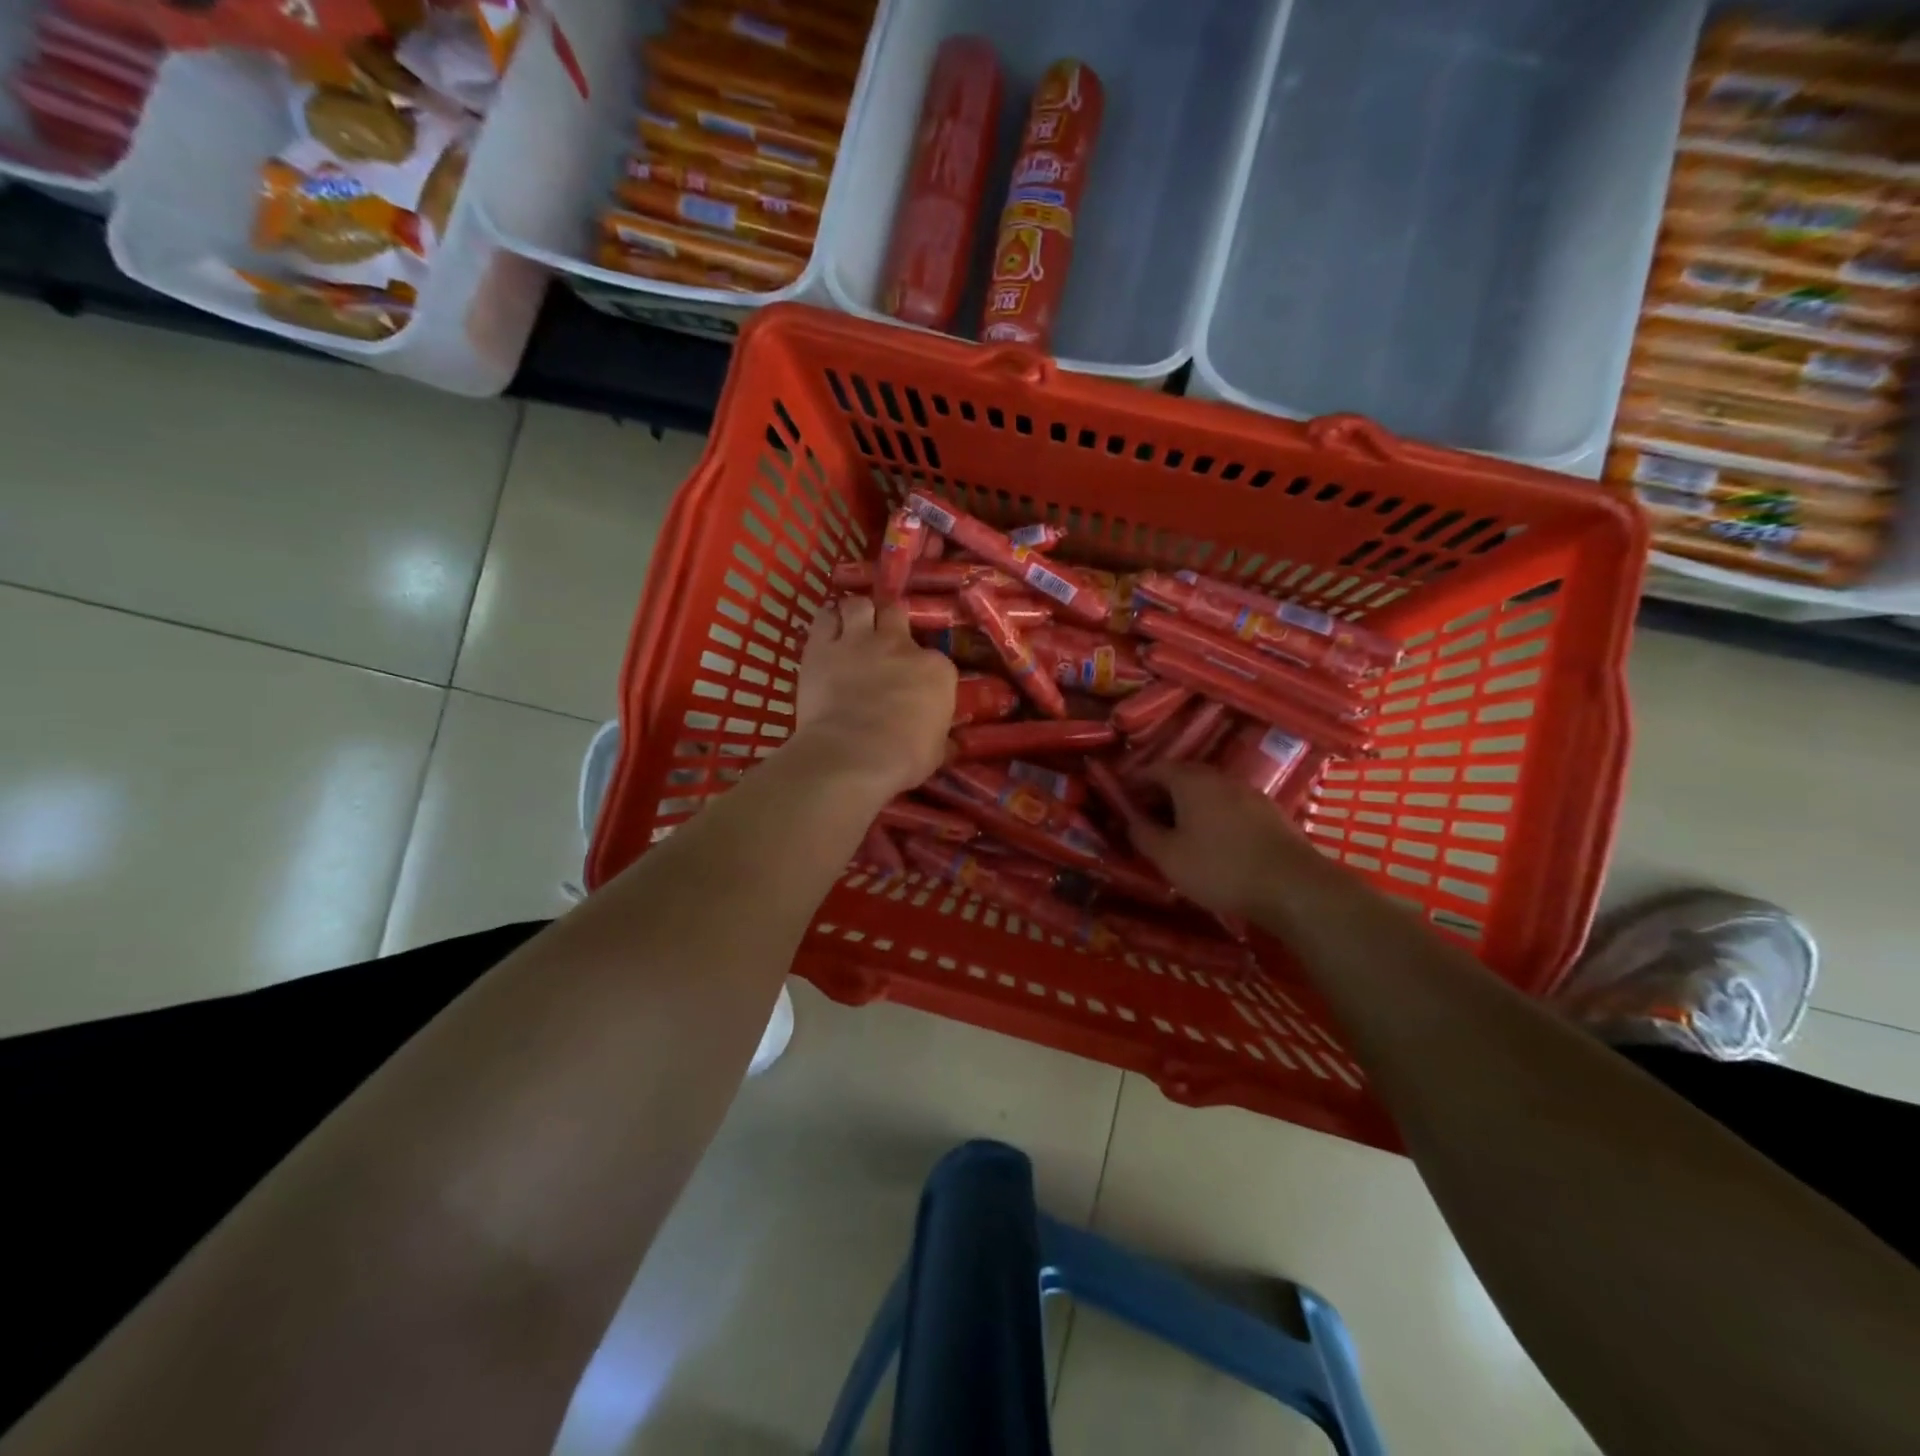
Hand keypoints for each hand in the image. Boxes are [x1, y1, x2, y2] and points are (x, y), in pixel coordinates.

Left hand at [792, 596, 956, 798]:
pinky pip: (824, 618)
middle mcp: (899, 645)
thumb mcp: (937, 752)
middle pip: (896, 614)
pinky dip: (827, 620)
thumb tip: (954, 744)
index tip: (917, 683)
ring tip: (854, 625)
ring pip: (858, 605)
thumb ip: (943, 740)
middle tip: (883, 639)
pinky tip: (828, 628)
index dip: (923, 668)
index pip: (936, 659)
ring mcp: (858, 641)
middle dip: (890, 622)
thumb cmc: (903, 759)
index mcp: (935, 669)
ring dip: (857, 612)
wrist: (853, 756)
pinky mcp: (821, 647)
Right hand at [1131, 762, 1325, 919]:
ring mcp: (1249, 793)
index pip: (1156, 768)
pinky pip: (1229, 806)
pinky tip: (1211, 841)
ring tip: (1175, 831)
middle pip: (1183, 776)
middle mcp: (1220, 778)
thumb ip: (1143, 835)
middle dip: (1161, 793)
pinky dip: (1212, 816)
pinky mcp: (1269, 813)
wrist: (1292, 886)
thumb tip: (1130, 820)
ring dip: (1188, 805)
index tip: (1121, 797)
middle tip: (1145, 816)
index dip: (1135, 781)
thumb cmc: (1220, 869)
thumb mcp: (1168, 857)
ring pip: (1208, 791)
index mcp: (1192, 781)